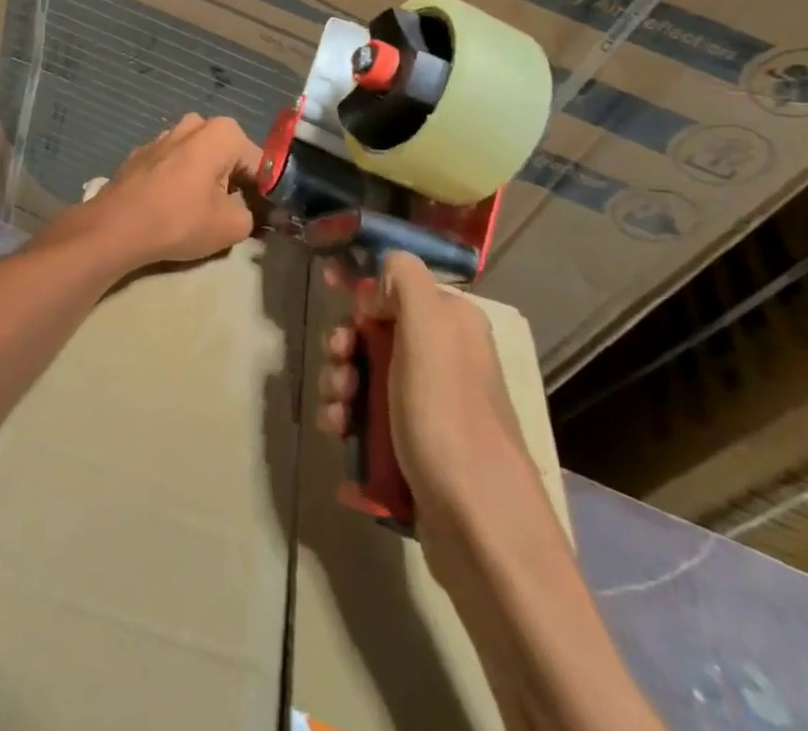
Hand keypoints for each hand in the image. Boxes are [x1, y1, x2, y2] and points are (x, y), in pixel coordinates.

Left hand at [83, 114, 261, 266]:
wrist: (116, 227)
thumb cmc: (180, 220)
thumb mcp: (233, 225)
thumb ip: (253, 213)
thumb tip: (249, 210)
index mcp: (223, 132)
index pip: (258, 163)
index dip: (264, 191)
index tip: (262, 216)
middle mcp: (194, 124)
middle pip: (227, 155)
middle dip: (233, 180)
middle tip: (231, 214)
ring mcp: (163, 136)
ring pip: (198, 157)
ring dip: (204, 179)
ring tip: (200, 212)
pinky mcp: (140, 154)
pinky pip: (172, 165)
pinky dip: (178, 181)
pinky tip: (171, 207)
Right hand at [317, 252, 530, 546]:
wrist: (479, 528)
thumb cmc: (447, 417)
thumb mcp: (428, 328)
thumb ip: (403, 280)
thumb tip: (376, 285)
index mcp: (451, 323)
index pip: (397, 286)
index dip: (360, 288)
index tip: (328, 290)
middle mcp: (444, 359)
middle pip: (374, 333)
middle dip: (344, 348)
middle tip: (339, 369)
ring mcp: (430, 407)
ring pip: (365, 379)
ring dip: (340, 389)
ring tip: (337, 416)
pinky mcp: (415, 449)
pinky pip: (369, 422)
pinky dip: (348, 426)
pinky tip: (340, 440)